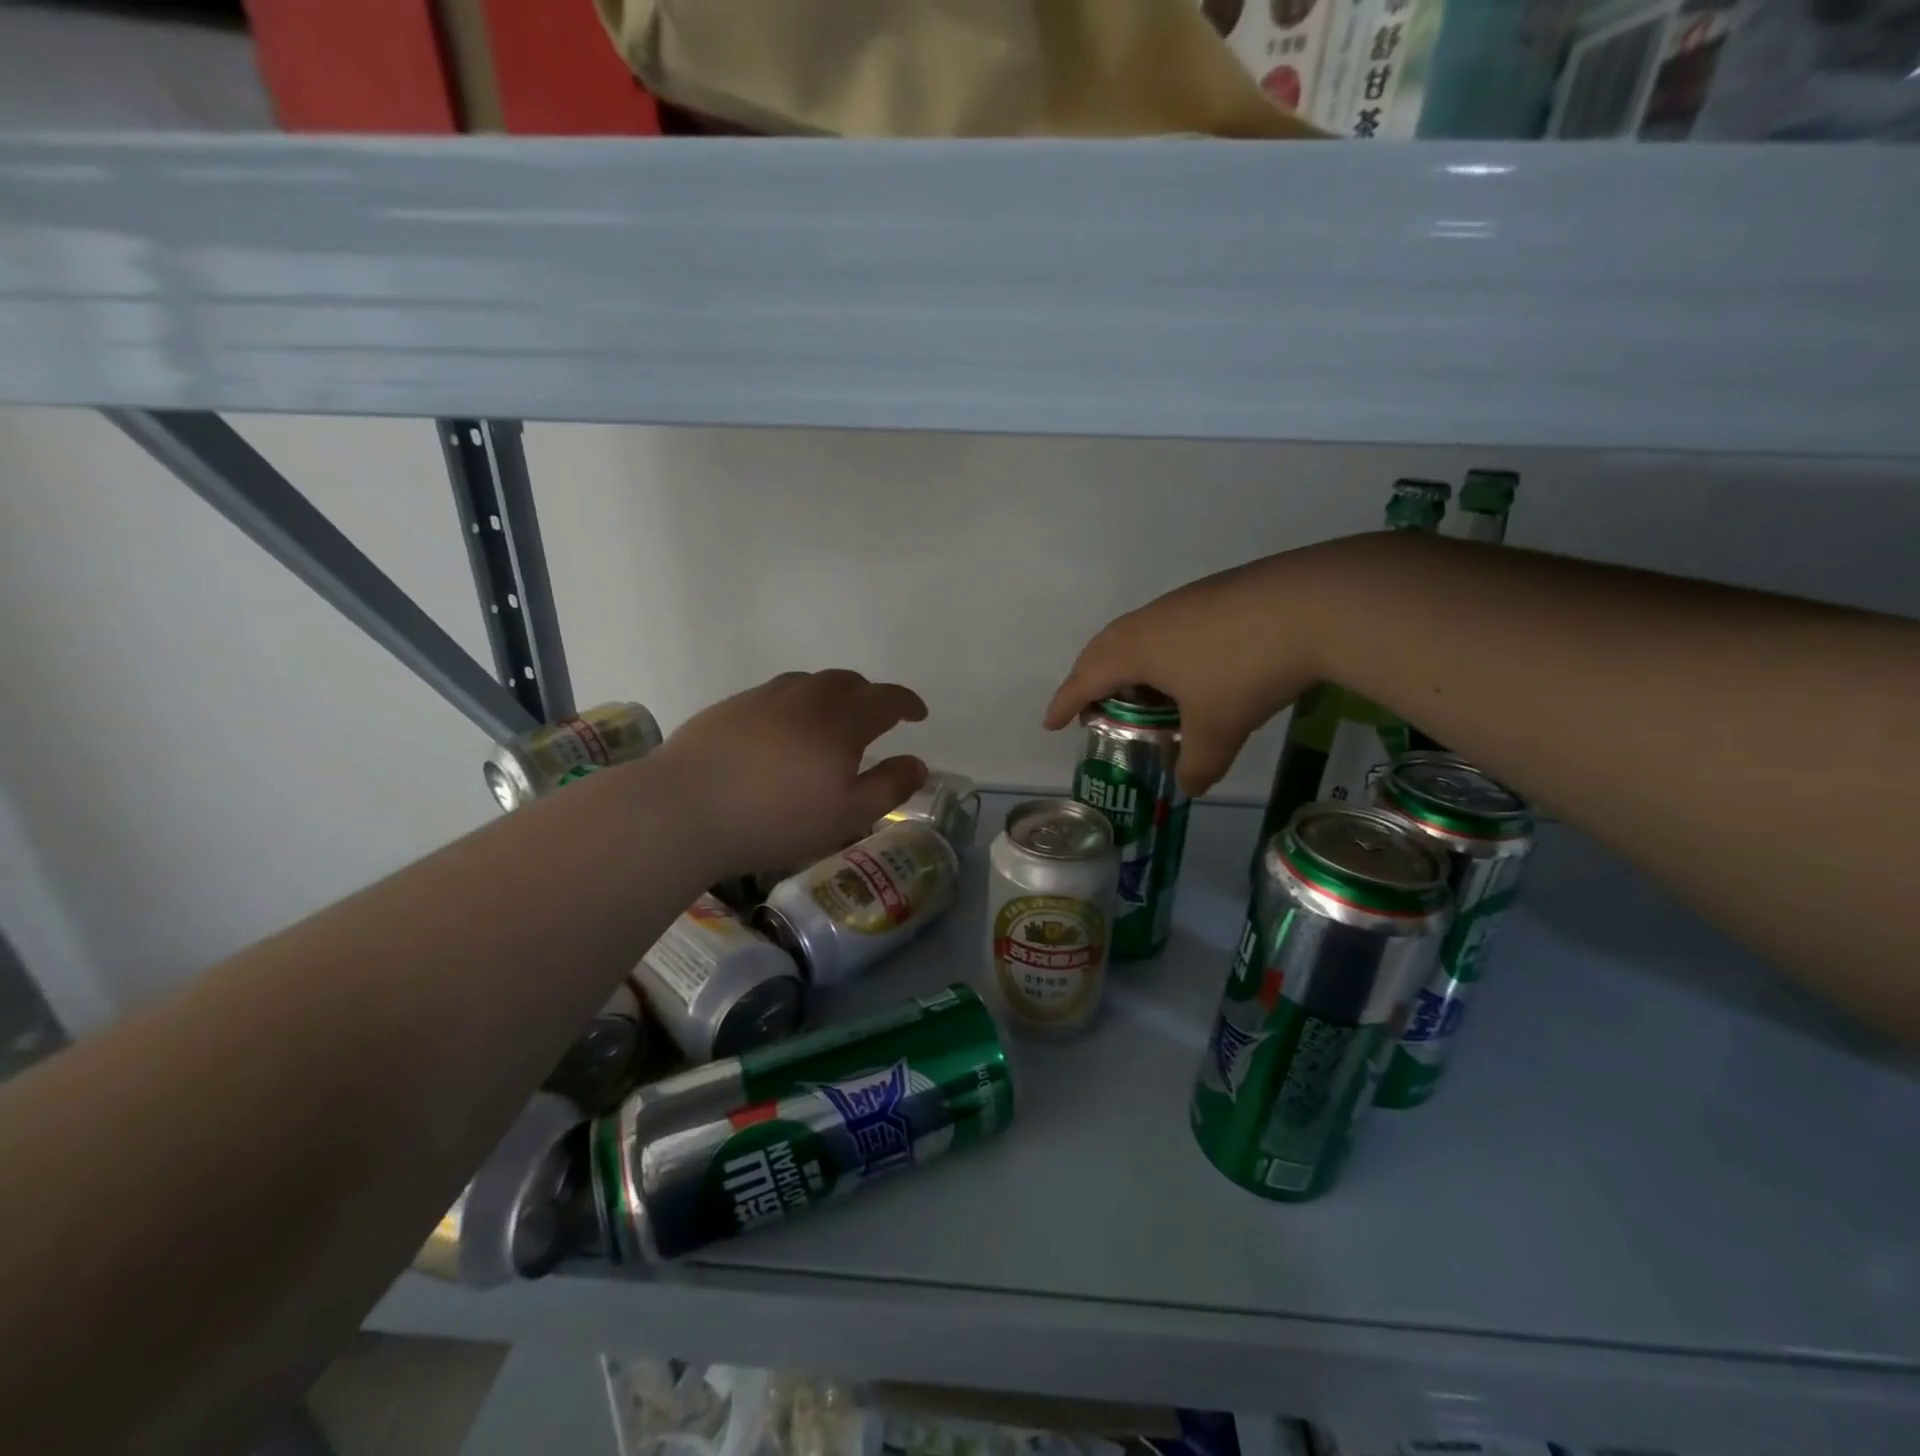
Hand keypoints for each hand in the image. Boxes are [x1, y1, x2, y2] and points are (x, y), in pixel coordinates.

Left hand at [657, 670, 928, 875]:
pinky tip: (781, 733)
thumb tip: (918, 763)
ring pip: (809, 684)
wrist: (686, 808)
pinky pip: (775, 695)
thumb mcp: (848, 814)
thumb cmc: (777, 817)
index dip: (907, 703)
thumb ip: (889, 786)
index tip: (919, 714)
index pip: (886, 698)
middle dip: (869, 696)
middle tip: (874, 719)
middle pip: (847, 682)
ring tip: (829, 722)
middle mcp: (806, 696)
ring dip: (830, 696)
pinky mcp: (730, 707)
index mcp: (842, 719)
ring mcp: (764, 697)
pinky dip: (794, 705)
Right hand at [1043, 540, 1357, 795]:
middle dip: (1090, 679)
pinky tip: (1191, 670)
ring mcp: (1183, 602)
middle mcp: (1150, 620)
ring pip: (1138, 635)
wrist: (1312, 605)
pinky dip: (1162, 653)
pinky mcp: (1216, 594)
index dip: (1065, 703)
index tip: (1050, 722)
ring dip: (1128, 664)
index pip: (1085, 678)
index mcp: (1135, 649)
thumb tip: (1188, 787)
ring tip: (1142, 693)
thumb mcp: (1218, 730)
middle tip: (1092, 708)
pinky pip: (1169, 628)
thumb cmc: (1243, 670)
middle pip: (1103, 649)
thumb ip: (1196, 764)